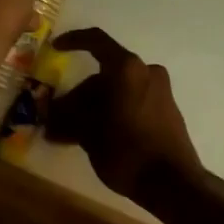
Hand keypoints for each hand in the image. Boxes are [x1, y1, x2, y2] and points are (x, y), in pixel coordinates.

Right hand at [48, 28, 202, 200]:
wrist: (173, 183)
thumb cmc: (126, 150)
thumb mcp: (88, 133)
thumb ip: (67, 118)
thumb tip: (50, 118)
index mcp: (127, 69)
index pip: (96, 41)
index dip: (73, 41)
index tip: (55, 48)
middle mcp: (146, 72)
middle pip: (104, 75)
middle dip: (78, 94)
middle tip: (57, 117)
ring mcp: (160, 90)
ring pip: (117, 90)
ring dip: (93, 107)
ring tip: (71, 133)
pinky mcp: (166, 110)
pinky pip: (131, 101)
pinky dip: (111, 112)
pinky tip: (95, 136)